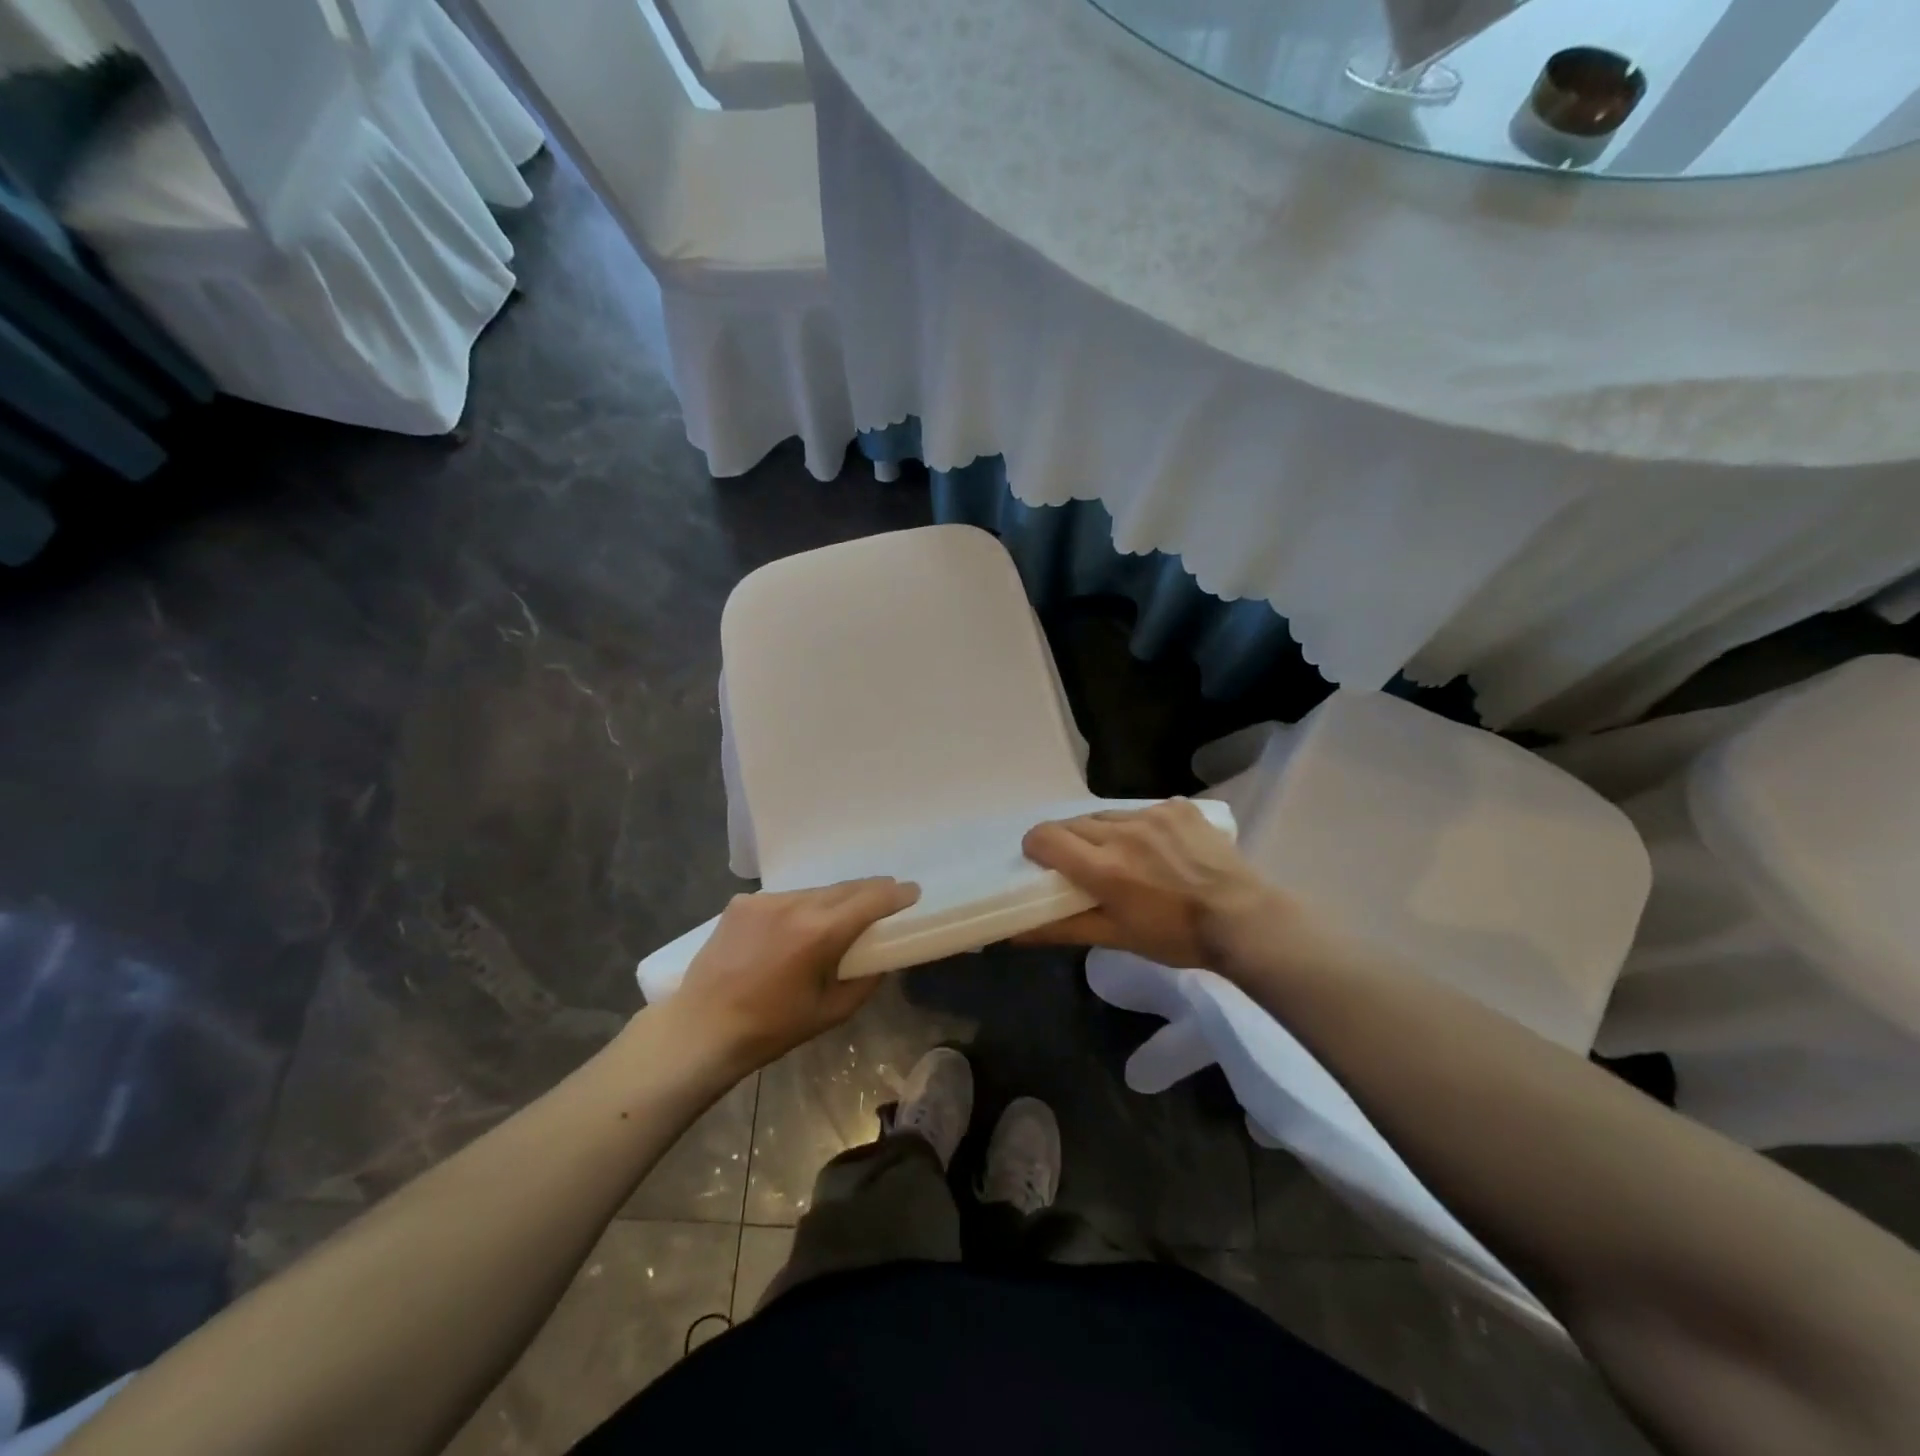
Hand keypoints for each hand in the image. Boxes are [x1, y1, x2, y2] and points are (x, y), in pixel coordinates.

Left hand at [671, 878, 920, 1071]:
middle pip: (844, 888)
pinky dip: (798, 908)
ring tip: (841, 914)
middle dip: (869, 891)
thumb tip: (880, 957)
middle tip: (887, 898)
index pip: (870, 899)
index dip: (896, 895)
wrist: (701, 1029)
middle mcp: (794, 904)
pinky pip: (784, 899)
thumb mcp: (831, 1012)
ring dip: (833, 899)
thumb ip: (865, 980)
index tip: (912, 892)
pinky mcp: (741, 903)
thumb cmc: (771, 1028)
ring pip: (813, 891)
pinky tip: (794, 928)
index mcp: (820, 932)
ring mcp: (764, 900)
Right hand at [1019, 800, 1284, 970]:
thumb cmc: (1175, 936)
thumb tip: (1014, 932)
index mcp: (1103, 867)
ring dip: (1104, 833)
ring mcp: (1153, 815)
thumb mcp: (1116, 937)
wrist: (1244, 919)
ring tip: (1124, 856)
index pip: (1044, 837)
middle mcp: (1122, 832)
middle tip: (1085, 867)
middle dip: (1069, 843)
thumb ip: (1062, 928)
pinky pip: (1142, 810)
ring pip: (1107, 815)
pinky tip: (1157, 848)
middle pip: (1073, 824)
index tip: (1044, 864)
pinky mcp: (1178, 807)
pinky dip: (1139, 827)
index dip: (1036, 848)